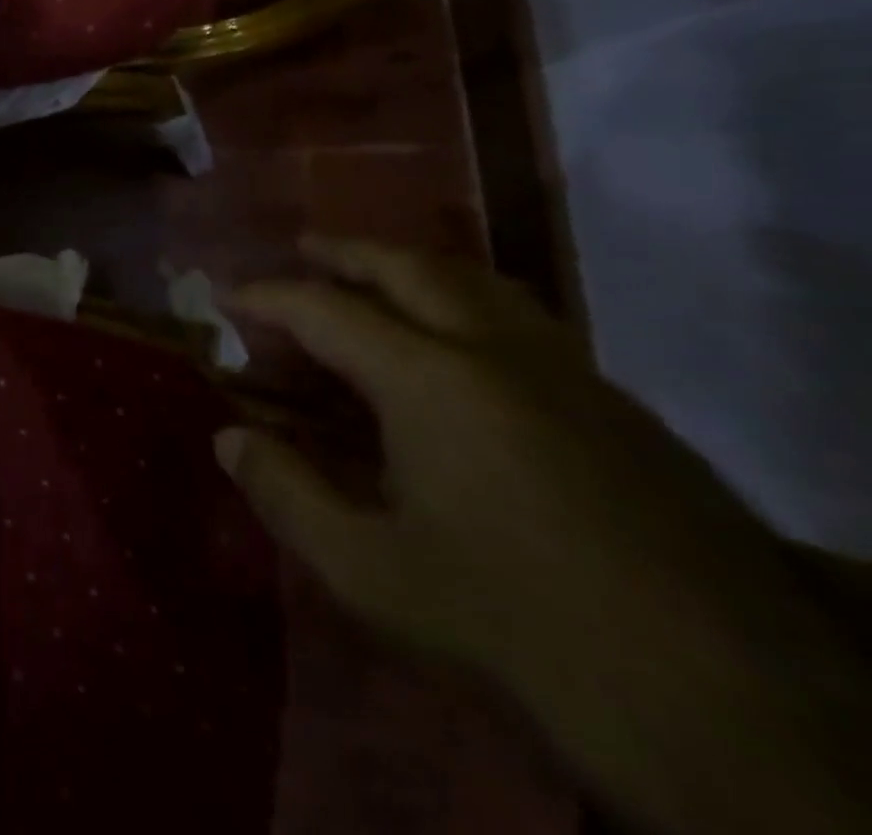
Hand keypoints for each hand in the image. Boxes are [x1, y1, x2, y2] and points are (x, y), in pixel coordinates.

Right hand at [217, 237, 871, 833]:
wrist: (730, 709)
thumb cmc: (516, 625)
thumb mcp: (372, 573)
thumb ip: (287, 495)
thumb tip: (226, 439)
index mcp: (430, 380)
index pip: (325, 310)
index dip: (268, 297)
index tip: (228, 295)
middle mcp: (498, 352)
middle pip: (411, 268)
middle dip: (347, 251)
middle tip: (303, 247)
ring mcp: (571, 374)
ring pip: (482, 283)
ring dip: (416, 267)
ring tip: (378, 276)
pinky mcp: (624, 410)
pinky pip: (527, 322)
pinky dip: (471, 305)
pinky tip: (463, 346)